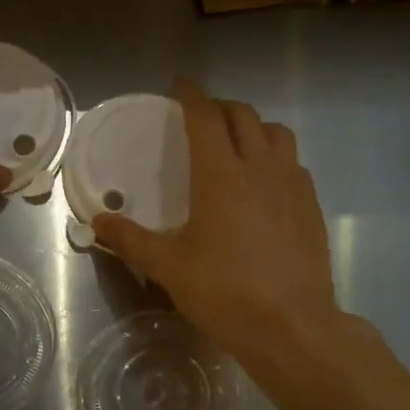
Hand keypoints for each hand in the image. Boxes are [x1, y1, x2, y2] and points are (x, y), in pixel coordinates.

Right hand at [93, 79, 342, 362]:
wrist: (291, 325)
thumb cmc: (224, 292)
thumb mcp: (168, 268)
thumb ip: (130, 240)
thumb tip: (97, 221)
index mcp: (220, 175)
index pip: (205, 118)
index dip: (191, 96)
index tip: (180, 84)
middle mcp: (260, 168)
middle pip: (243, 116)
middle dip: (220, 107)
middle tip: (202, 116)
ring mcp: (292, 185)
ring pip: (277, 133)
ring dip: (254, 127)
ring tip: (238, 142)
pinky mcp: (311, 206)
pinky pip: (293, 163)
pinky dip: (275, 156)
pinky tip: (265, 183)